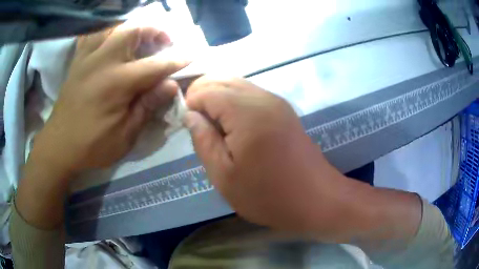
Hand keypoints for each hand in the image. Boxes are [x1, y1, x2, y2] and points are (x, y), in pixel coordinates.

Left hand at [28, 26, 187, 178]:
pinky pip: (92, 35)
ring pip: (112, 27)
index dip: (175, 60)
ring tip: (139, 39)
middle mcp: (102, 61)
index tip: (190, 56)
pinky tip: (111, 40)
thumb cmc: (92, 146)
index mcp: (116, 83)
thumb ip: (147, 106)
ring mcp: (87, 58)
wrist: (59, 146)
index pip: (154, 65)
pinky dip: (106, 32)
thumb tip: (171, 85)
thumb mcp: (125, 135)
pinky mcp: (77, 61)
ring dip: (131, 29)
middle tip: (163, 43)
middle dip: (154, 31)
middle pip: (132, 31)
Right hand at [185, 77, 346, 232]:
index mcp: (247, 112)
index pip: (207, 89)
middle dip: (202, 94)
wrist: (316, 199)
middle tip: (196, 124)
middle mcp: (263, 98)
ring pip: (236, 84)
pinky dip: (234, 102)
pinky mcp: (283, 110)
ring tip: (212, 126)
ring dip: (218, 97)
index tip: (187, 124)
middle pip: (222, 79)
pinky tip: (231, 125)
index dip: (190, 102)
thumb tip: (191, 115)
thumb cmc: (268, 195)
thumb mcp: (224, 176)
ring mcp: (276, 102)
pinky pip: (250, 95)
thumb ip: (204, 140)